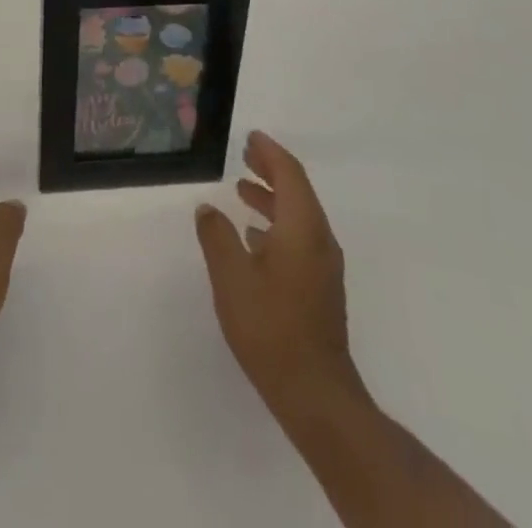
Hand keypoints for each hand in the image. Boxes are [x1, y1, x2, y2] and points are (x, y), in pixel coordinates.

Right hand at [195, 130, 369, 421]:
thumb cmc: (271, 328)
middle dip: (271, 170)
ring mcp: (323, 267)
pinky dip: (277, 223)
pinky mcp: (320, 288)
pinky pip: (299, 237)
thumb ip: (217, 236)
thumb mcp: (231, 277)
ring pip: (298, 216)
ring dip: (272, 197)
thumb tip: (208, 208)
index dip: (270, 152)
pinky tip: (254, 237)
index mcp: (302, 228)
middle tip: (245, 154)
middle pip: (297, 191)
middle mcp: (319, 240)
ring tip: (242, 190)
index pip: (290, 175)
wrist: (316, 395)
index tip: (250, 137)